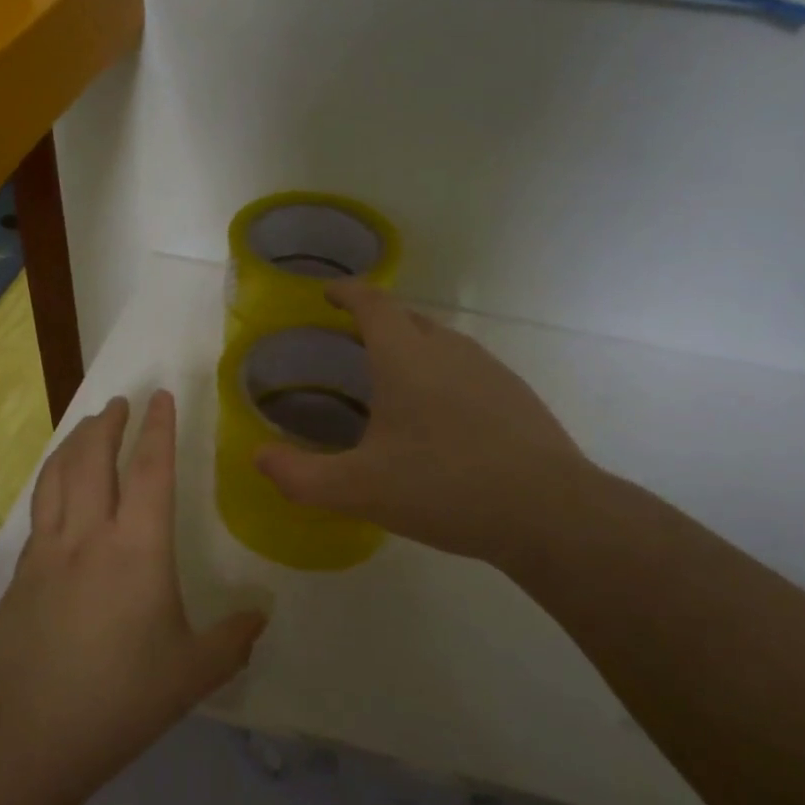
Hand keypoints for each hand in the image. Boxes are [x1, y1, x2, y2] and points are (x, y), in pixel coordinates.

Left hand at [0, 391, 267, 787]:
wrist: (24, 734)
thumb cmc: (119, 699)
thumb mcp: (192, 674)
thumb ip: (233, 639)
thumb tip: (262, 614)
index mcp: (138, 548)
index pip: (151, 469)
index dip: (159, 428)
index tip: (162, 395)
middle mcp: (89, 535)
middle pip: (94, 458)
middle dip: (108, 422)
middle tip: (120, 401)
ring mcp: (48, 551)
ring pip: (58, 475)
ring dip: (75, 442)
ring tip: (87, 426)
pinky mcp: (20, 572)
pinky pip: (39, 507)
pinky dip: (52, 480)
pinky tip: (57, 488)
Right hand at [255, 281, 608, 572]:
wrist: (547, 512)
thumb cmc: (444, 488)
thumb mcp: (359, 489)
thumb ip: (301, 475)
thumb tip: (257, 457)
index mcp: (406, 357)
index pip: (373, 303)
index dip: (347, 292)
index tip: (328, 292)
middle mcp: (449, 349)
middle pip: (408, 319)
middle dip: (377, 321)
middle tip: (351, 343)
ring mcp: (490, 369)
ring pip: (441, 344)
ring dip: (413, 349)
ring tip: (393, 382)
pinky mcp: (517, 396)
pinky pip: (468, 370)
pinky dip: (443, 377)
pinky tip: (442, 420)